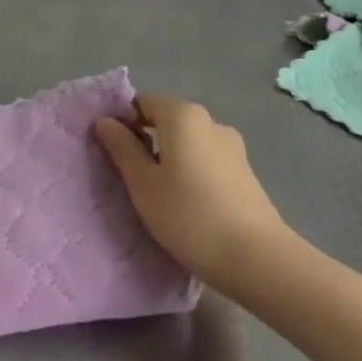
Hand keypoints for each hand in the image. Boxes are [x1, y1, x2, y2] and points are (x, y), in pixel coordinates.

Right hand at [94, 95, 286, 289]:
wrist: (256, 258)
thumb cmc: (188, 215)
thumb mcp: (143, 184)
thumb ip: (122, 148)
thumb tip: (105, 121)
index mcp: (183, 115)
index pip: (142, 103)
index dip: (124, 123)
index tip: (114, 155)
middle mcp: (210, 121)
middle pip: (167, 121)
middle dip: (147, 142)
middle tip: (132, 180)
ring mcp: (232, 146)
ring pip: (188, 143)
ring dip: (171, 160)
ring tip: (161, 197)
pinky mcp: (245, 172)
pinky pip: (207, 161)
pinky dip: (192, 173)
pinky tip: (189, 205)